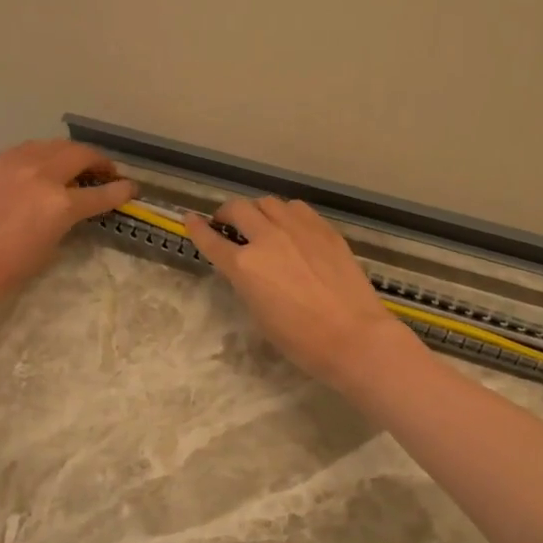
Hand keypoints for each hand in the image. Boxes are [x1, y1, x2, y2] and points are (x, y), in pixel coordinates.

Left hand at [0, 140, 135, 321]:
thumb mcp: (44, 253)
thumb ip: (62, 225)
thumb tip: (67, 213)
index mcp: (59, 204)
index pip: (102, 193)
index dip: (121, 191)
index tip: (132, 189)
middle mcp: (40, 175)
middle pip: (79, 154)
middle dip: (99, 162)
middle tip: (105, 174)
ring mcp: (12, 164)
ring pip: (51, 145)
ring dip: (69, 153)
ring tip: (73, 166)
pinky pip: (24, 151)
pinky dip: (40, 156)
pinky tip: (37, 169)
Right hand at [184, 196, 417, 391]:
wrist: (353, 335)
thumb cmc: (302, 340)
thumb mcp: (260, 315)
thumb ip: (248, 283)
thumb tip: (249, 269)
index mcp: (244, 267)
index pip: (211, 240)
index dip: (197, 229)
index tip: (189, 219)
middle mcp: (267, 239)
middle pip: (238, 209)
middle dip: (227, 214)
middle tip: (228, 224)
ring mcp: (298, 229)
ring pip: (268, 202)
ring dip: (258, 210)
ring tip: (262, 223)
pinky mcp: (324, 229)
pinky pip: (297, 209)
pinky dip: (286, 213)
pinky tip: (291, 227)